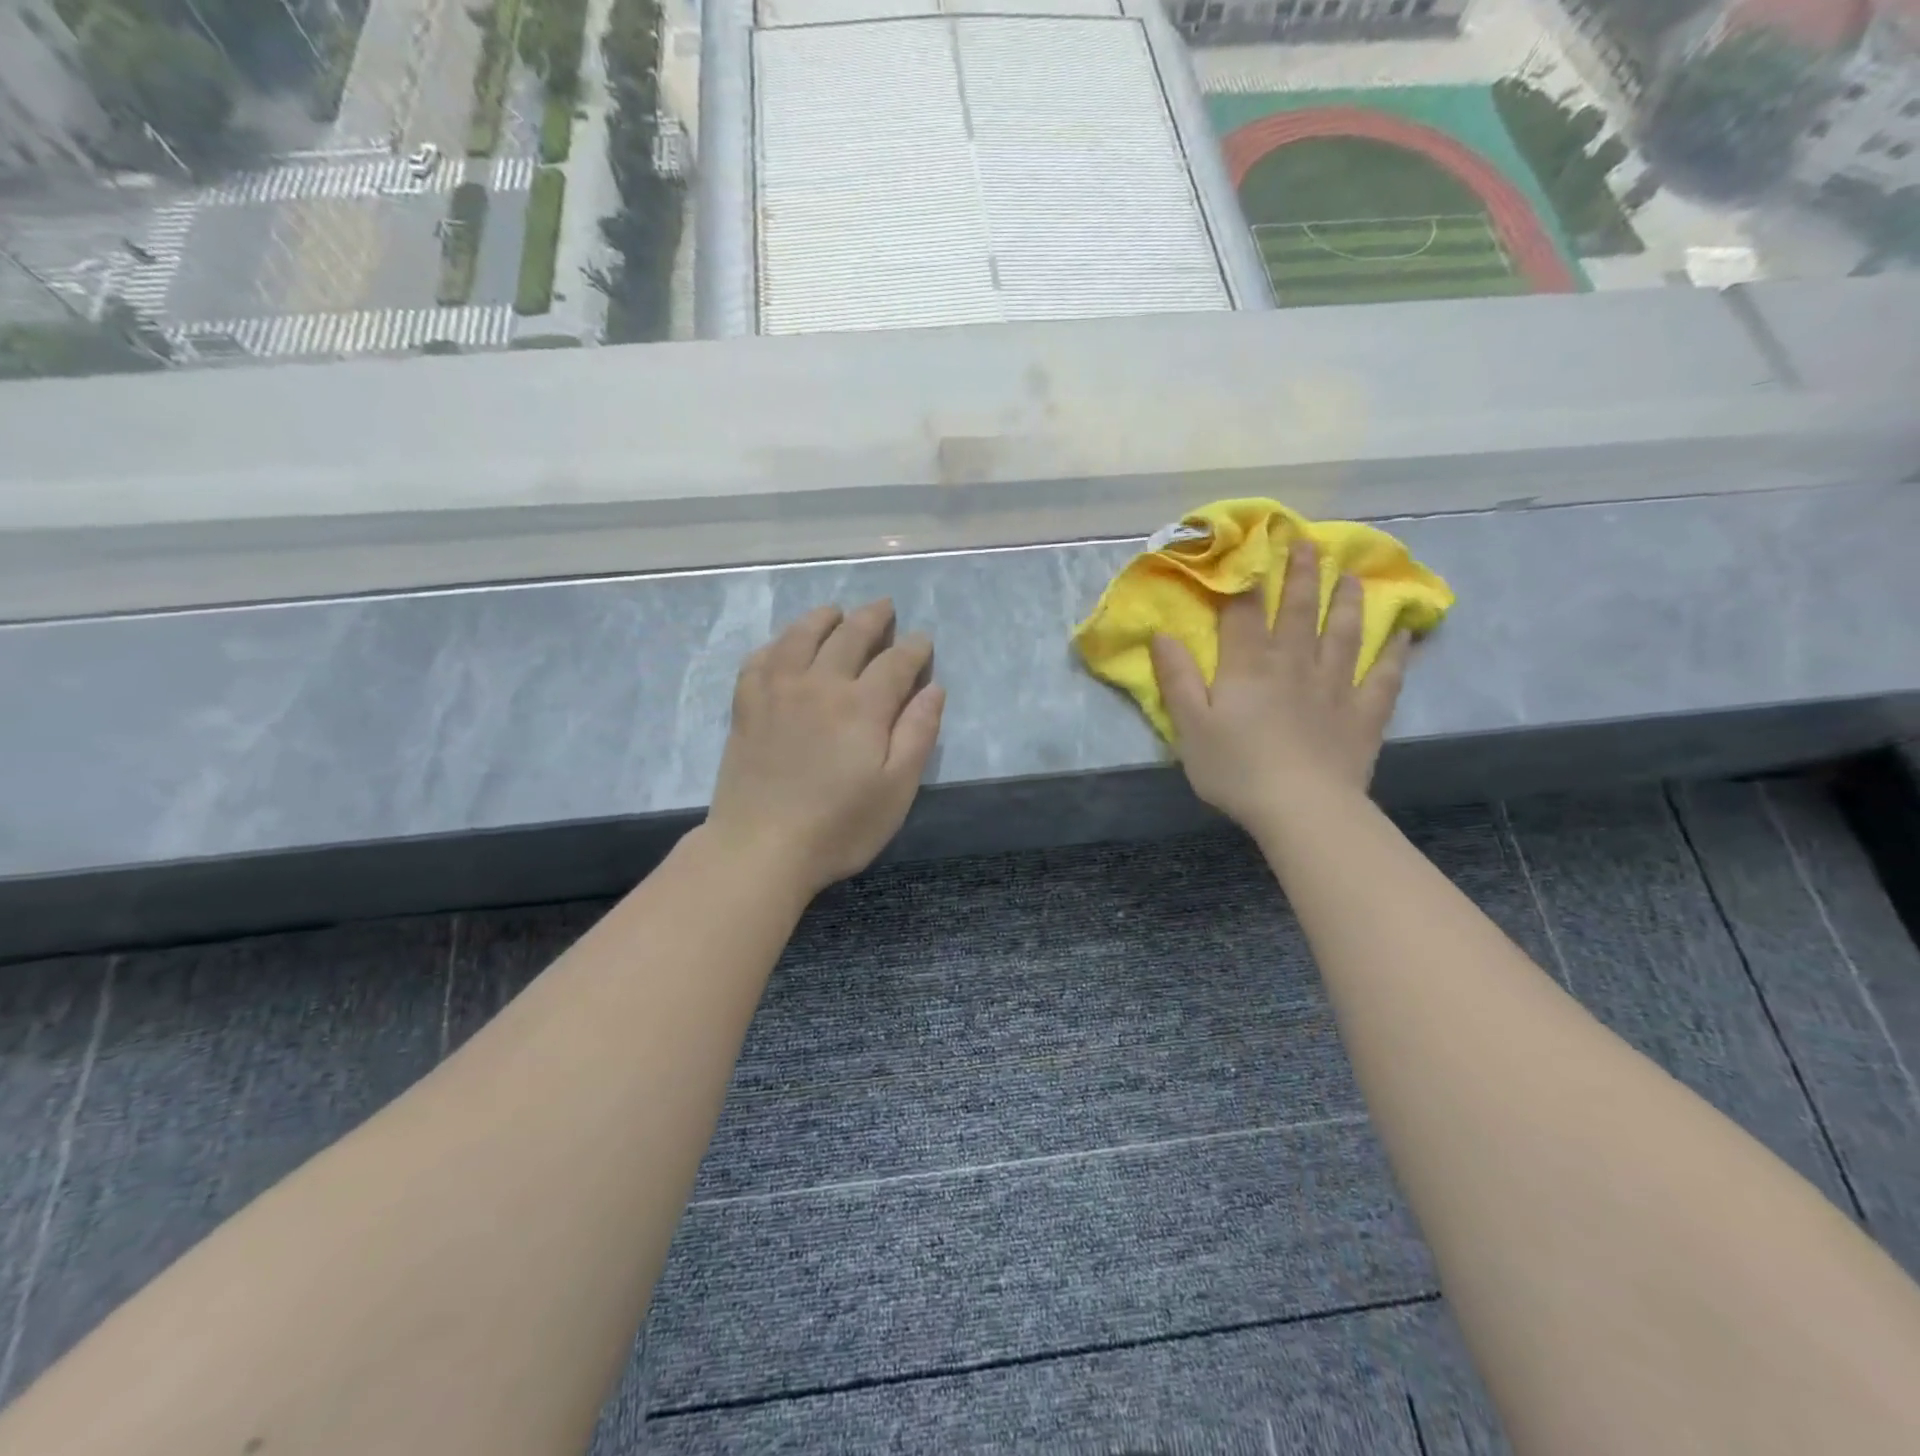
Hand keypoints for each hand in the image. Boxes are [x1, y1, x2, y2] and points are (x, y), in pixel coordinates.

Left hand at [705, 600, 944, 896]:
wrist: (760, 848)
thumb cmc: (839, 826)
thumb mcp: (897, 789)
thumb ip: (918, 734)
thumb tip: (933, 688)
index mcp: (862, 706)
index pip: (896, 661)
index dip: (914, 648)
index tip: (923, 642)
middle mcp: (820, 684)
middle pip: (850, 636)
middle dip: (873, 618)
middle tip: (885, 608)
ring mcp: (777, 691)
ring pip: (801, 636)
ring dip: (823, 618)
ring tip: (836, 612)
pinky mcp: (746, 707)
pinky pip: (760, 659)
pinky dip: (777, 643)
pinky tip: (783, 646)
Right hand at [1149, 540, 1410, 833]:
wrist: (1301, 809)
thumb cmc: (1236, 769)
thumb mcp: (1190, 726)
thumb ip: (1177, 678)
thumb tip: (1162, 634)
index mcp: (1249, 666)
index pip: (1244, 612)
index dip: (1245, 578)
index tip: (1250, 546)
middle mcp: (1294, 664)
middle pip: (1299, 611)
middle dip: (1301, 575)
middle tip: (1308, 543)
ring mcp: (1335, 686)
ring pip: (1344, 633)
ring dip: (1348, 602)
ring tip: (1352, 577)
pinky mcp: (1364, 714)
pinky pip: (1384, 676)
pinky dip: (1395, 653)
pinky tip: (1404, 634)